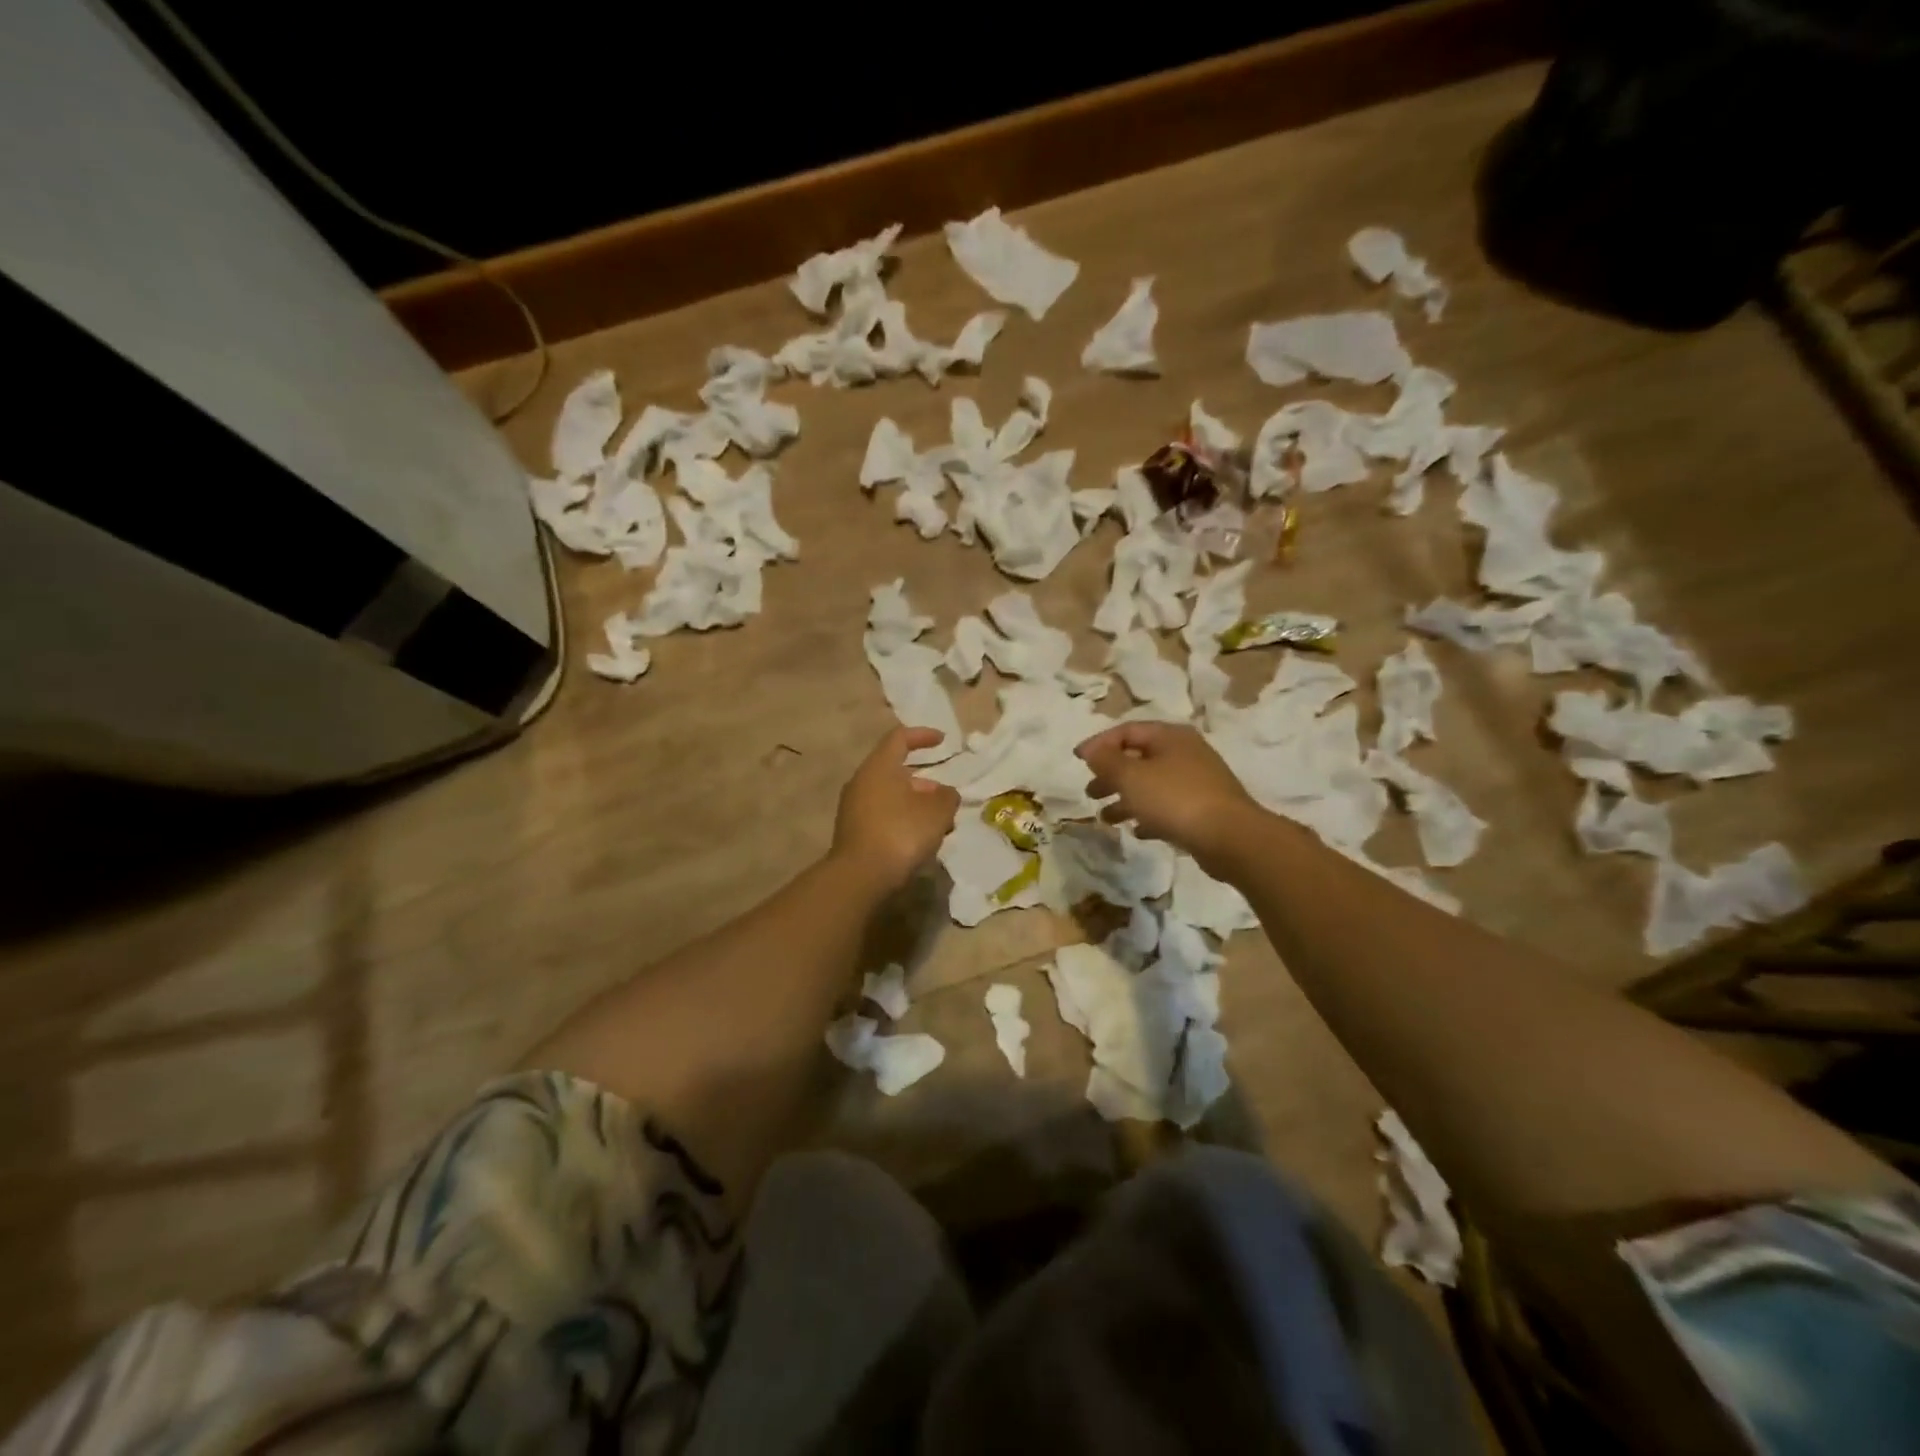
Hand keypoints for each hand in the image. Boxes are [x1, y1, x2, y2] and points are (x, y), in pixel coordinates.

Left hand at [831, 727, 960, 895]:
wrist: (860, 877)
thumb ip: (947, 797)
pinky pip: (883, 817)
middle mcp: (861, 782)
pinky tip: (920, 840)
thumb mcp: (937, 812)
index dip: (922, 735)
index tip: (943, 740)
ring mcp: (853, 809)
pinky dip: (903, 821)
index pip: (899, 738)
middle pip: (895, 771)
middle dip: (924, 782)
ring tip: (940, 824)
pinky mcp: (853, 833)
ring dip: (916, 805)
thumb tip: (945, 794)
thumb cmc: (901, 833)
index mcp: (879, 766)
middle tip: (945, 796)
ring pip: (890, 797)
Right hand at [1075, 722, 1261, 869]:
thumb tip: (1092, 750)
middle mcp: (1185, 753)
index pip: (1127, 731)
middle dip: (1111, 774)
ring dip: (1126, 798)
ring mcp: (1198, 781)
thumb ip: (1106, 761)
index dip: (1099, 743)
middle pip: (1139, 758)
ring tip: (1106, 818)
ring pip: (1152, 784)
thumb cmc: (1175, 799)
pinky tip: (1137, 831)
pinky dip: (1149, 815)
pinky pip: (1168, 807)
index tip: (1077, 760)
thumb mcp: (1131, 776)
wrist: (1230, 837)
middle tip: (1090, 792)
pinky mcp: (1204, 809)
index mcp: (1170, 736)